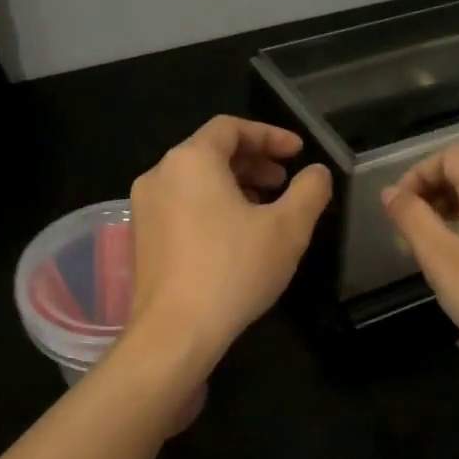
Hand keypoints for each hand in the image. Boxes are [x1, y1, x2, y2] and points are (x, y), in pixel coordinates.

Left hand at [127, 116, 331, 363]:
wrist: (176, 331)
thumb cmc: (234, 270)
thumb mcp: (288, 229)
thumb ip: (309, 191)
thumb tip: (317, 172)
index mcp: (191, 160)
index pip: (231, 127)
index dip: (270, 135)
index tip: (297, 152)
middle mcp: (160, 174)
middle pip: (210, 152)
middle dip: (252, 162)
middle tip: (284, 182)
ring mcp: (145, 208)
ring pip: (195, 181)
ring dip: (233, 186)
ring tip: (265, 210)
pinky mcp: (142, 239)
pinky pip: (182, 206)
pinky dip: (211, 207)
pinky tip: (235, 237)